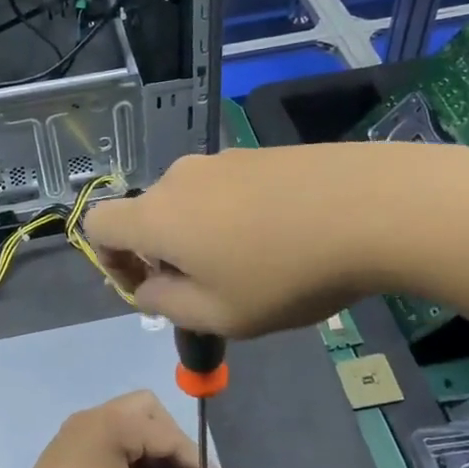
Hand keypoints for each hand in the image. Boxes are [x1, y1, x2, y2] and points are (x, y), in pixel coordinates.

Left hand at [0, 390, 223, 467]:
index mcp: (111, 425)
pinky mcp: (64, 450)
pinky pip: (107, 438)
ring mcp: (75, 432)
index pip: (166, 434)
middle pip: (146, 411)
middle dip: (171, 442)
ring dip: (149, 449)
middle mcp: (92, 418)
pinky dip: (128, 455)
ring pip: (126, 424)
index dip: (196, 460)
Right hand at [84, 144, 419, 336]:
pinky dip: (233, 218)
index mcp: (156, 215)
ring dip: (201, 238)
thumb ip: (167, 305)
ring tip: (252, 269)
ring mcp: (222, 160)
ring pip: (190, 204)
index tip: (149, 289)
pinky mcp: (260, 153)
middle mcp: (179, 178)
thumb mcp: (218, 314)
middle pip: (147, 216)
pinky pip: (226, 190)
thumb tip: (149, 288)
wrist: (372, 207)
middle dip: (163, 256)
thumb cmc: (284, 273)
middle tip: (208, 292)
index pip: (97, 225)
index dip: (109, 262)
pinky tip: (281, 240)